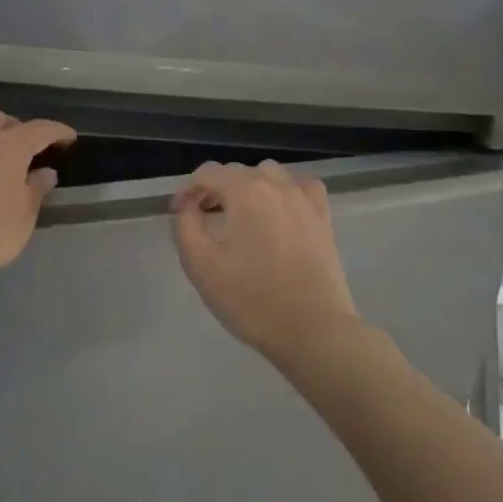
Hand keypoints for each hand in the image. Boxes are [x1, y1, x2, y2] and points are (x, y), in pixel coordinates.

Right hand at [171, 161, 358, 360]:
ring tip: (240, 214)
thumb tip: (188, 208)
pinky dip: (285, 191)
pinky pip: (301, 188)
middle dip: (216, 188)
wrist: (312, 330)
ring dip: (249, 187)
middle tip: (203, 216)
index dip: (188, 189)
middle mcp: (277, 185)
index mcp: (245, 191)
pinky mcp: (323, 218)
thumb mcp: (200, 265)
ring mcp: (304, 199)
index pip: (208, 173)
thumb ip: (186, 227)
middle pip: (238, 172)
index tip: (179, 212)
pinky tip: (280, 211)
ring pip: (270, 174)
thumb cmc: (251, 298)